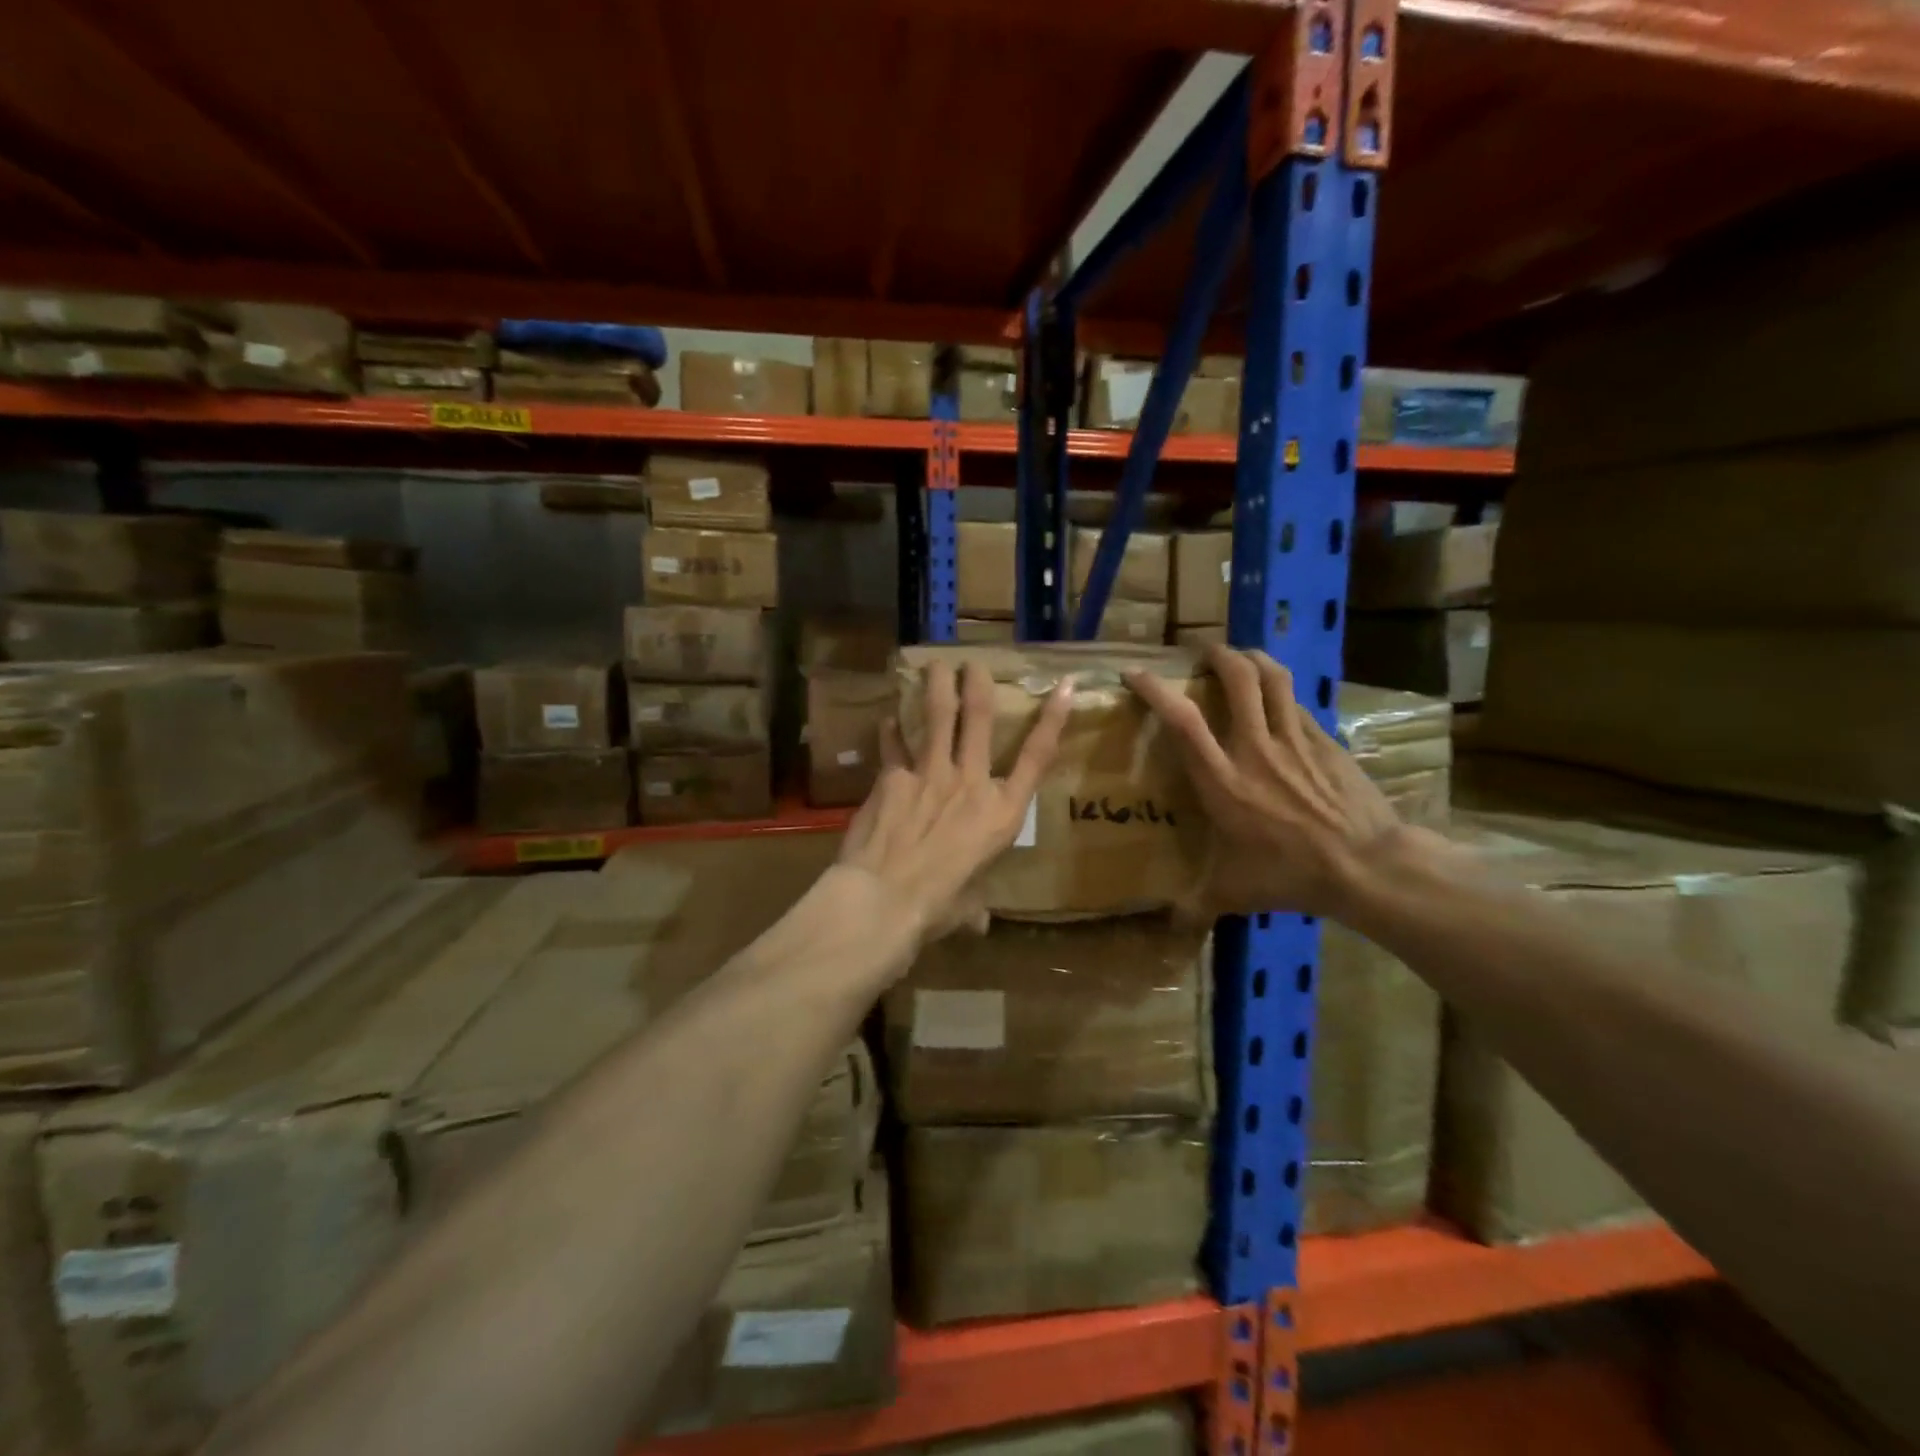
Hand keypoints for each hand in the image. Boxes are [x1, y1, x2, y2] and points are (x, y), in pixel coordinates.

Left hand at [836, 658, 1070, 947]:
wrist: (885, 899)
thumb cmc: (936, 908)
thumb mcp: (967, 907)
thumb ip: (974, 906)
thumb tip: (975, 923)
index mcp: (1001, 813)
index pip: (1037, 757)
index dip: (1052, 719)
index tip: (1063, 685)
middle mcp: (971, 783)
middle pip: (981, 719)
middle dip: (978, 684)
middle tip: (973, 662)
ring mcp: (931, 774)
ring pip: (938, 716)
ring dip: (937, 686)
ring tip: (935, 664)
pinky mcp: (893, 777)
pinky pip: (893, 745)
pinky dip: (890, 731)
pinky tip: (887, 718)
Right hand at [1125, 645, 1409, 918]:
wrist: (1368, 867)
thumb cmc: (1291, 875)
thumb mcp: (1235, 892)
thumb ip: (1198, 903)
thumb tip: (1170, 926)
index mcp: (1221, 779)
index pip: (1181, 719)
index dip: (1154, 689)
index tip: (1135, 673)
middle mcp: (1254, 747)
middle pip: (1236, 678)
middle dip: (1217, 655)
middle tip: (1203, 653)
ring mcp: (1294, 739)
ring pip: (1273, 678)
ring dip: (1253, 658)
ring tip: (1241, 657)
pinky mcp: (1325, 741)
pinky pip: (1298, 704)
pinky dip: (1282, 694)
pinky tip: (1279, 703)